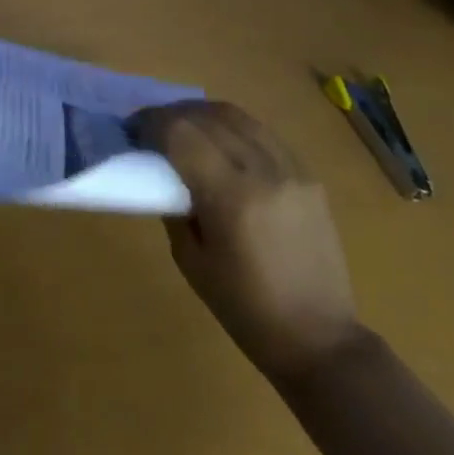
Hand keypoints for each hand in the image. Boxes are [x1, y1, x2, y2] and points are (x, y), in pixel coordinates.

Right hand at [132, 100, 363, 379]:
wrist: (322, 340)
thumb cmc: (246, 309)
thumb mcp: (191, 261)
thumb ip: (173, 205)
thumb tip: (159, 170)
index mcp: (232, 197)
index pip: (180, 133)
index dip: (150, 124)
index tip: (132, 132)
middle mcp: (263, 171)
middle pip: (205, 116)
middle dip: (170, 115)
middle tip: (150, 130)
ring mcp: (290, 168)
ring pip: (234, 115)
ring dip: (200, 113)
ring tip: (183, 128)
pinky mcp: (307, 173)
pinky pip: (260, 131)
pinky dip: (232, 126)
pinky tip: (220, 141)